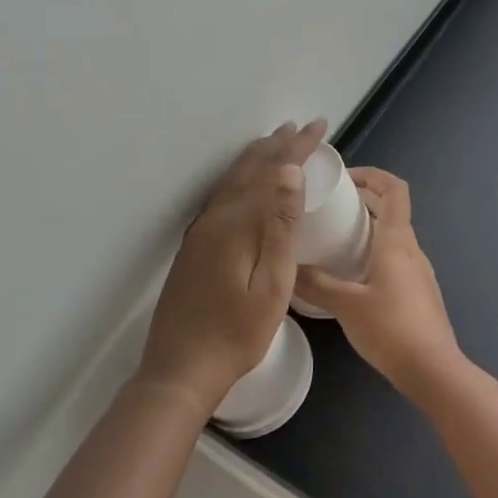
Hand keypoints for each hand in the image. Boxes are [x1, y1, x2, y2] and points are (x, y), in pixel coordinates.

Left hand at [137, 120, 327, 415]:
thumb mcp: (272, 285)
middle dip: (278, 145)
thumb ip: (280, 227)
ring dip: (257, 157)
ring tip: (275, 141)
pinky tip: (245, 183)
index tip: (318, 126)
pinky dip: (241, 178)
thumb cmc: (236, 335)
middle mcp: (215, 218)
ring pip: (232, 180)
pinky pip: (222, 195)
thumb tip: (289, 173)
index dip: (297, 147)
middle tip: (301, 126)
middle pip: (250, 170)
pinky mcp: (194, 246)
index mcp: (237, 224)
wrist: (179, 371)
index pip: (273, 172)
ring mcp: (201, 232)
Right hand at [295, 168, 460, 395]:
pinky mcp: (419, 292)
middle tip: (331, 207)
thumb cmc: (390, 328)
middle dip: (364, 200)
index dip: (373, 175)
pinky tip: (352, 275)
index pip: (395, 189)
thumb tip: (287, 267)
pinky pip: (396, 258)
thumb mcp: (345, 305)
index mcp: (397, 241)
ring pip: (394, 235)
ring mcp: (419, 271)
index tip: (345, 178)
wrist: (432, 369)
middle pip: (392, 209)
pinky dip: (375, 252)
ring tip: (335, 239)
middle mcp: (412, 249)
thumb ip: (315, 284)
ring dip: (369, 227)